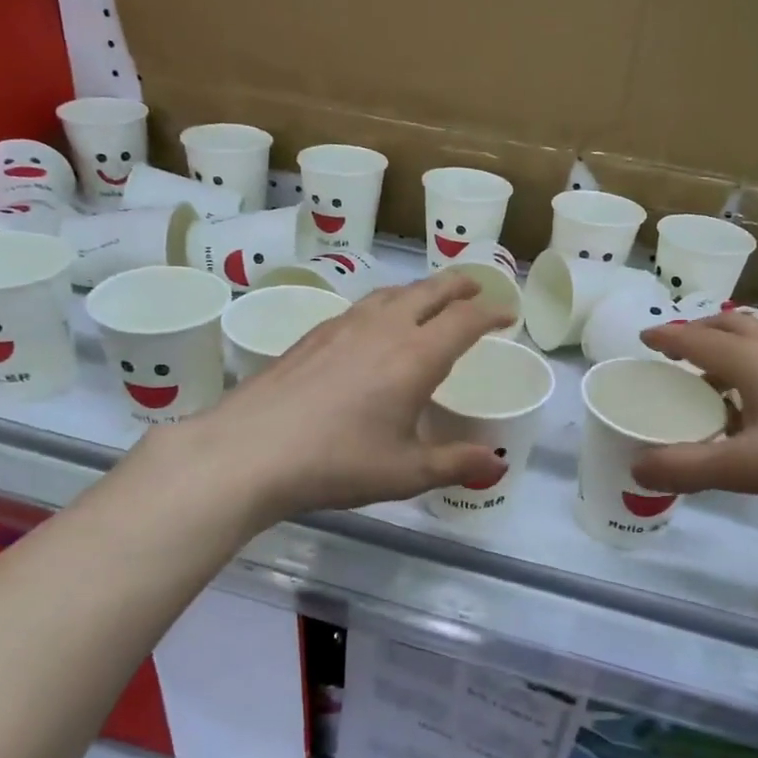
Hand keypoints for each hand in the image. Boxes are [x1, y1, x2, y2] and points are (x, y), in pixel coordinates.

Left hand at [169, 274, 514, 523]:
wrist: (249, 450)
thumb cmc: (337, 462)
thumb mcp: (405, 472)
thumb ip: (455, 463)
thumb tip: (497, 465)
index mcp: (416, 357)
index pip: (465, 320)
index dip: (492, 313)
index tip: (508, 315)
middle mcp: (384, 329)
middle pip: (430, 291)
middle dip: (459, 286)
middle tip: (477, 288)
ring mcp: (343, 327)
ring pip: (392, 293)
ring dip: (420, 290)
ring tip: (430, 299)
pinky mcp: (313, 335)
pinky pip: (362, 307)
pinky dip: (385, 304)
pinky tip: (374, 325)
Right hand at [631, 314, 757, 514]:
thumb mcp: (748, 467)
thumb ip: (688, 468)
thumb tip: (637, 467)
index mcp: (754, 362)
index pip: (697, 339)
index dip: (667, 337)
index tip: (644, 339)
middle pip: (732, 327)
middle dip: (699, 333)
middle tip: (678, 353)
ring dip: (731, 353)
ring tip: (717, 385)